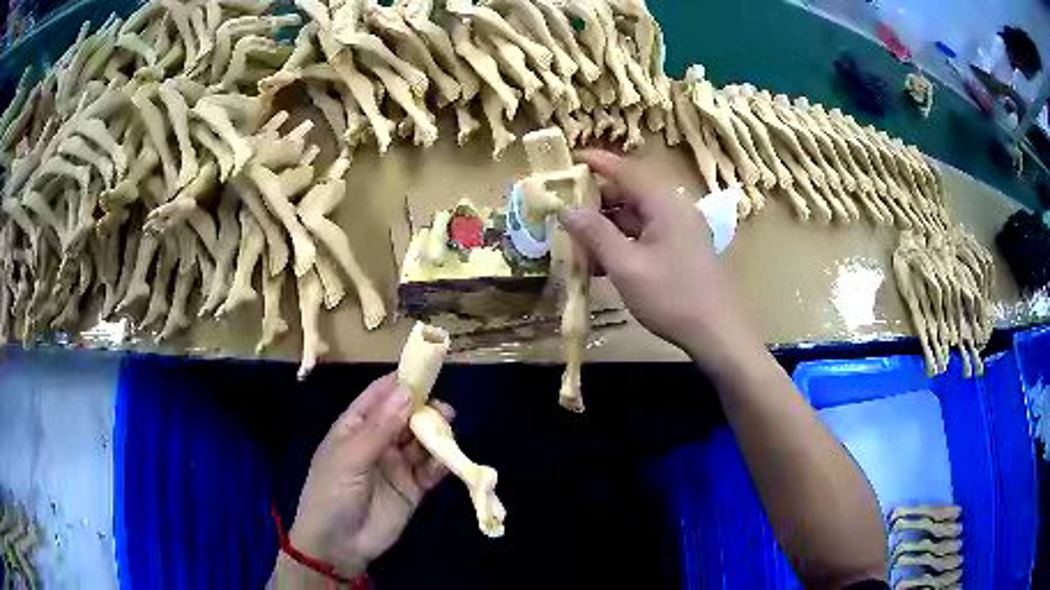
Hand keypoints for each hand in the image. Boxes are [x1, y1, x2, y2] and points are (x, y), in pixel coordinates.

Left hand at [280, 373, 450, 581]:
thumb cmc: (331, 494)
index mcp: (355, 426)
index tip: (427, 368)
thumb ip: (379, 428)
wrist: (338, 546)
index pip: (380, 395)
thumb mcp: (349, 458)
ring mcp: (397, 464)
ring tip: (449, 430)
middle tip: (444, 409)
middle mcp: (379, 440)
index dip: (402, 381)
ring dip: (437, 434)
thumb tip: (406, 391)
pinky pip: (431, 470)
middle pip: (406, 416)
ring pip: (422, 440)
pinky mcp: (414, 488)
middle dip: (425, 408)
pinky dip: (442, 463)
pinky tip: (448, 461)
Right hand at [563, 150, 763, 375]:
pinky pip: (647, 236)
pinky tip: (602, 263)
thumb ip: (595, 234)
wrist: (717, 333)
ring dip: (607, 227)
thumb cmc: (672, 297)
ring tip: (578, 242)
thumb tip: (567, 210)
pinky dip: (623, 243)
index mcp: (665, 204)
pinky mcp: (682, 250)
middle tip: (565, 211)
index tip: (570, 160)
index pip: (626, 170)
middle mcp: (674, 210)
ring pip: (637, 217)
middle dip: (597, 202)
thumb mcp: (627, 266)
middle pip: (631, 193)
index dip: (597, 163)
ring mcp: (680, 231)